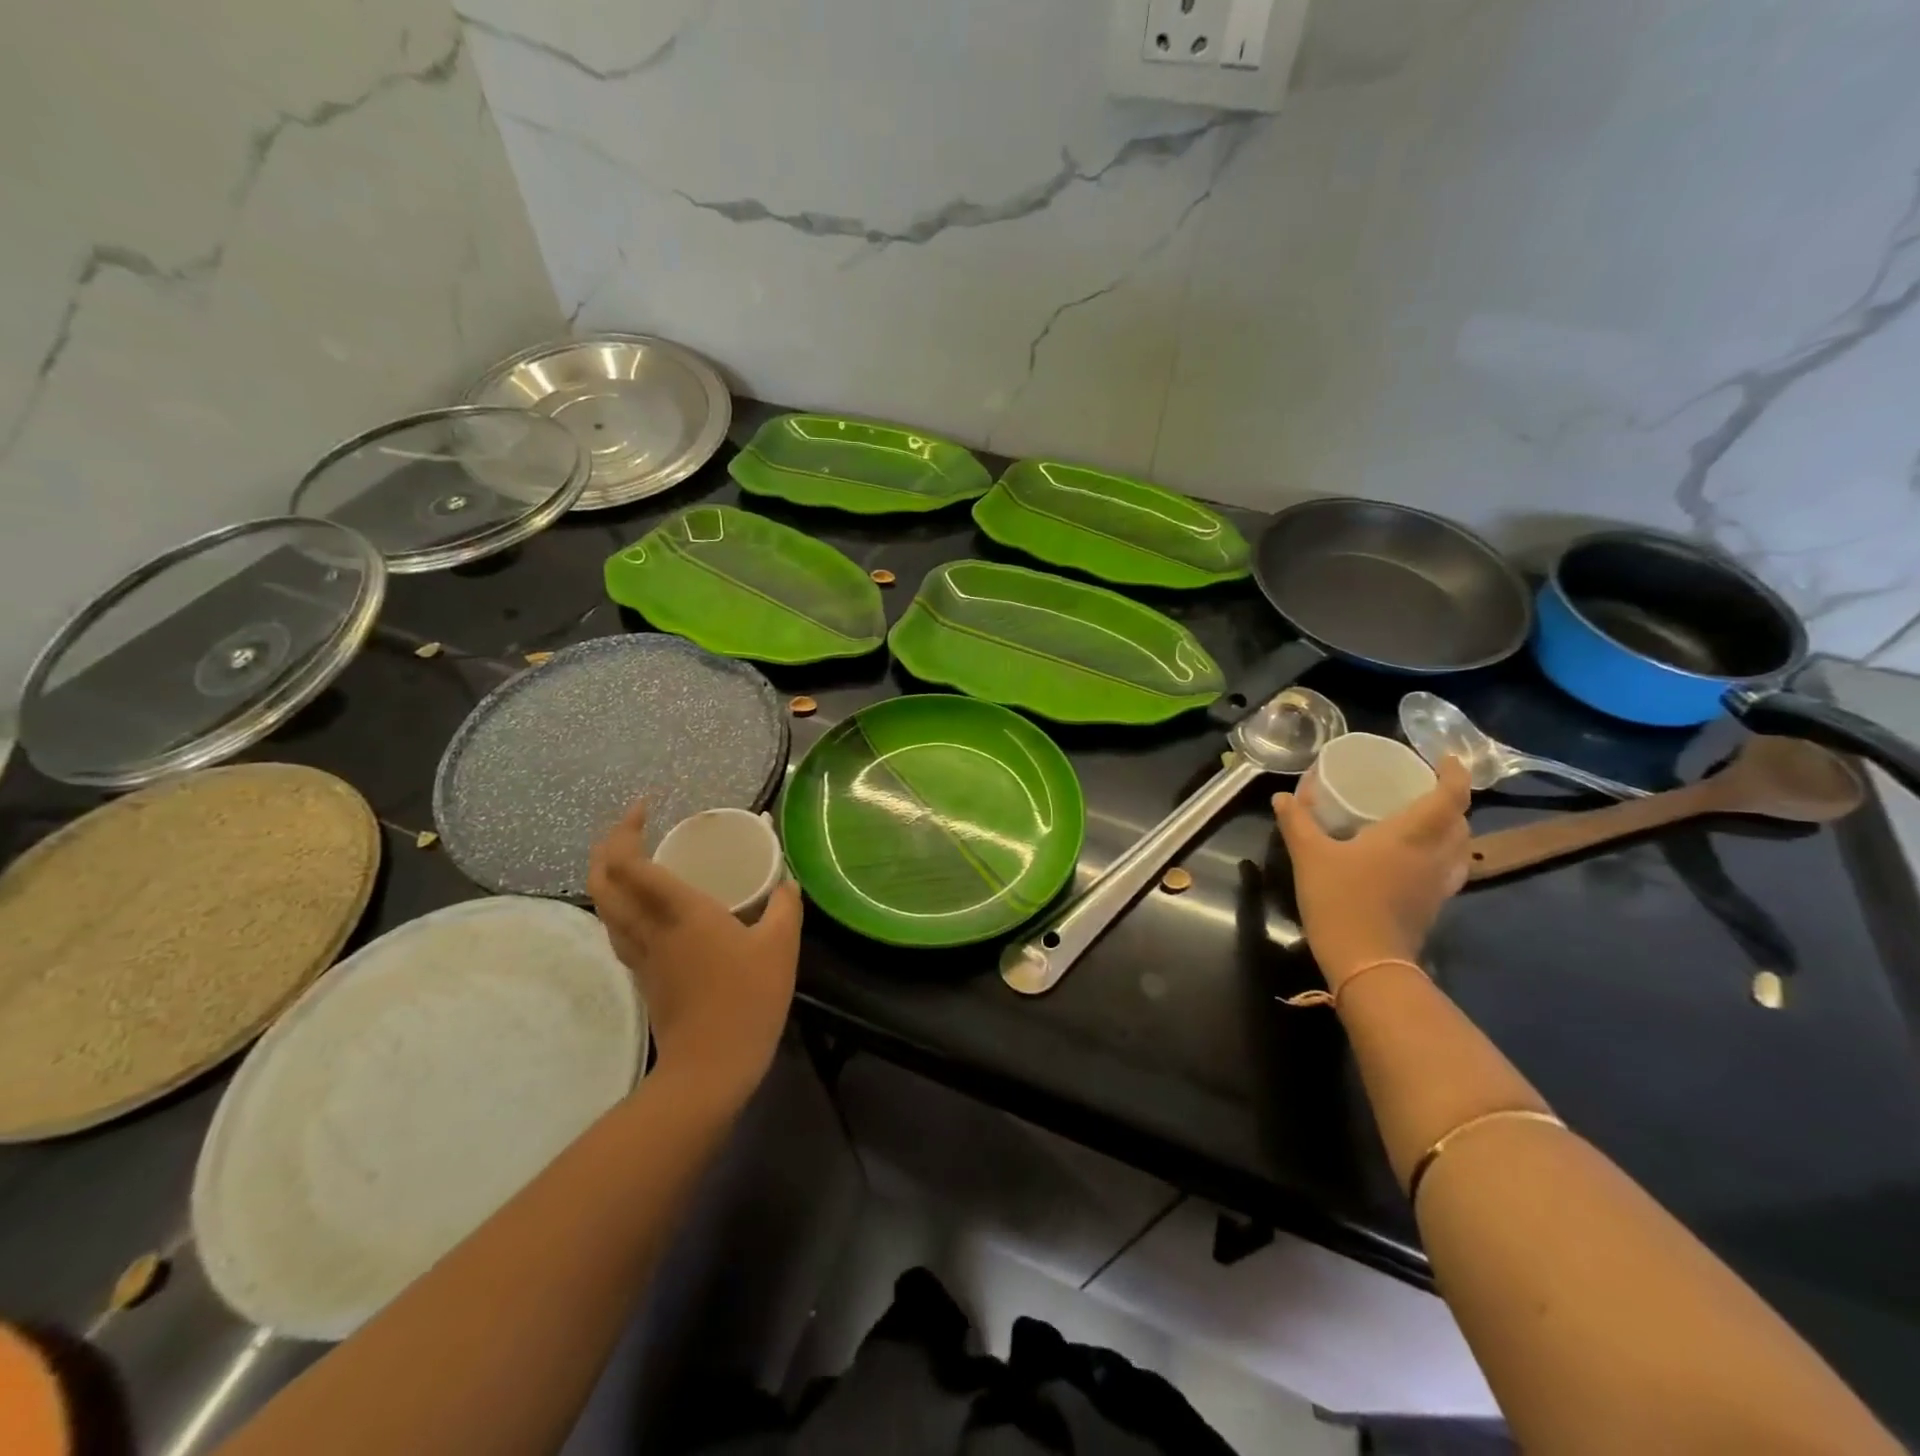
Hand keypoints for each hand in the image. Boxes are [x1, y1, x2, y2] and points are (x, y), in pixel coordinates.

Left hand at [587, 800, 802, 1105]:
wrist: (711, 1066)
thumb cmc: (747, 1000)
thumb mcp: (780, 947)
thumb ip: (785, 906)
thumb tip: (787, 882)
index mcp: (681, 913)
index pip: (633, 865)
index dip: (628, 830)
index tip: (646, 806)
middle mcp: (650, 928)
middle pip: (602, 881)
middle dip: (606, 845)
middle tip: (631, 824)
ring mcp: (640, 954)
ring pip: (603, 906)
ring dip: (606, 873)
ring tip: (629, 855)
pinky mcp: (642, 974)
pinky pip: (616, 926)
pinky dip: (618, 902)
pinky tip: (640, 902)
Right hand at [1273, 756, 1472, 988]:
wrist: (1365, 962)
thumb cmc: (1340, 899)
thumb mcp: (1309, 855)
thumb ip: (1297, 822)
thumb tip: (1282, 796)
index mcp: (1412, 835)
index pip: (1451, 796)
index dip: (1454, 773)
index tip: (1444, 758)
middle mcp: (1435, 855)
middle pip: (1461, 821)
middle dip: (1451, 801)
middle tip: (1423, 789)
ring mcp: (1439, 884)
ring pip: (1460, 848)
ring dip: (1450, 829)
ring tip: (1423, 821)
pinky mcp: (1434, 905)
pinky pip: (1449, 869)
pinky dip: (1441, 854)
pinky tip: (1413, 859)